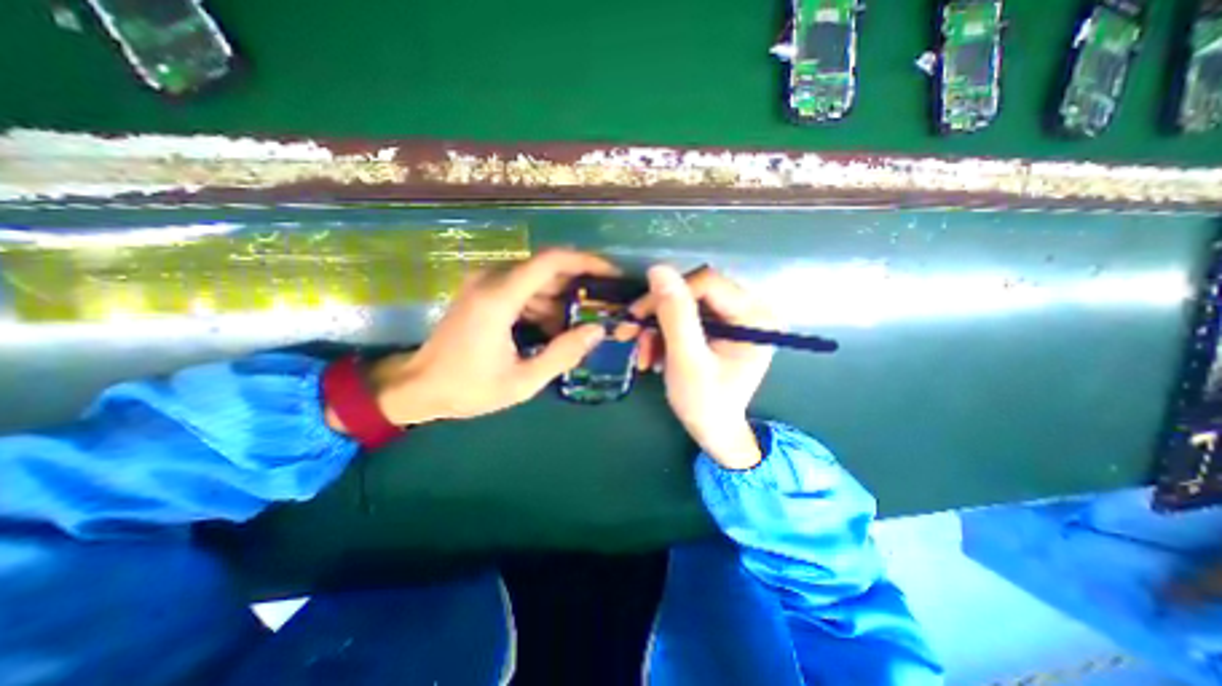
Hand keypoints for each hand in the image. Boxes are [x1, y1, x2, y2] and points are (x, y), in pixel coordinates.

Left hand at [360, 250, 617, 426]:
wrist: (417, 388)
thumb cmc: (468, 388)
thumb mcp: (522, 381)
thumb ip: (562, 354)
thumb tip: (597, 331)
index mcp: (499, 298)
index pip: (550, 261)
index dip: (586, 262)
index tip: (611, 273)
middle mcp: (491, 280)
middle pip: (547, 269)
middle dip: (578, 286)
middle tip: (603, 307)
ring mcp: (484, 284)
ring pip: (536, 280)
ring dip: (560, 300)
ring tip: (579, 326)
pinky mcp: (483, 292)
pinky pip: (523, 290)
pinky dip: (543, 305)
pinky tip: (552, 330)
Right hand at [624, 266, 775, 469]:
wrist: (714, 432)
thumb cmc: (706, 403)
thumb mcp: (687, 360)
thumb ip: (674, 315)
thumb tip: (658, 269)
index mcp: (754, 316)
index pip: (706, 283)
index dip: (667, 295)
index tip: (636, 317)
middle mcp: (749, 310)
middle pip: (693, 292)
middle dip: (658, 316)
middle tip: (631, 336)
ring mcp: (733, 318)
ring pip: (684, 305)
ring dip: (657, 328)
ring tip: (644, 356)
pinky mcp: (719, 327)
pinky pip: (685, 318)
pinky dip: (664, 335)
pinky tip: (654, 355)